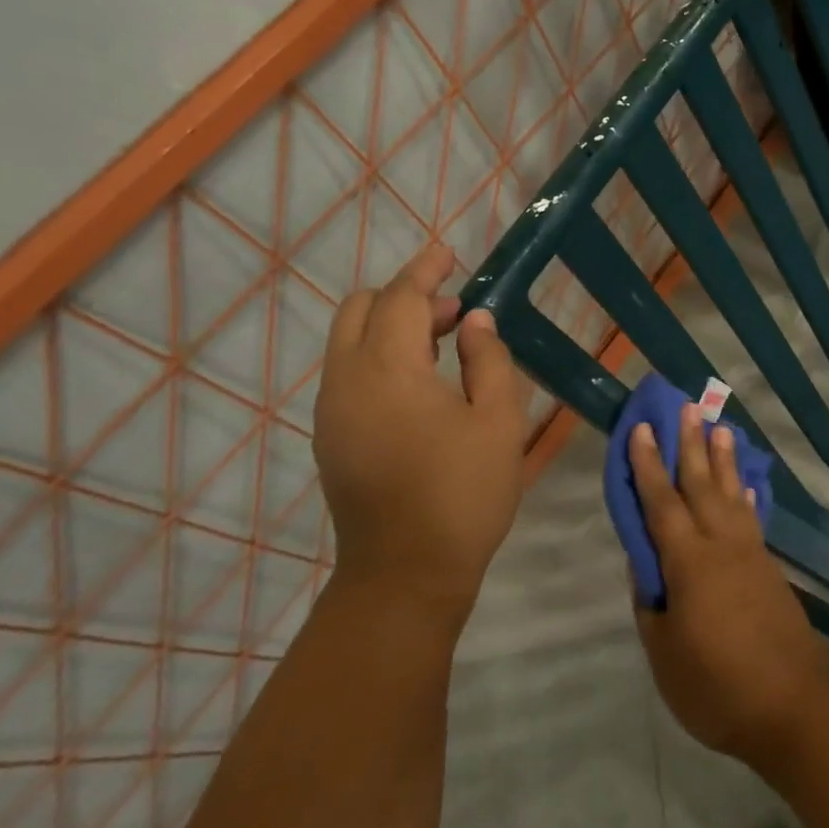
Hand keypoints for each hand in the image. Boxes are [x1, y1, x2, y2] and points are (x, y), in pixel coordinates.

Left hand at [312, 244, 527, 636]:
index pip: (401, 298)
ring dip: (393, 328)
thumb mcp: (498, 421)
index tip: (449, 253)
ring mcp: (331, 410)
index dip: (426, 270)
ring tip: (445, 347)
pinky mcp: (330, 437)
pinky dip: (379, 357)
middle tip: (455, 313)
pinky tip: (420, 385)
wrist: (405, 574)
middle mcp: (347, 380)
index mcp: (388, 370)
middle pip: (361, 310)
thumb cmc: (463, 493)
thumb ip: (488, 359)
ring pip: (350, 341)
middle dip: (405, 296)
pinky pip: (348, 373)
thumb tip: (474, 322)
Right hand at [629, 404, 826, 766]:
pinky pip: (753, 518)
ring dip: (725, 460)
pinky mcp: (770, 568)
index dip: (648, 465)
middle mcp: (721, 545)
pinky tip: (749, 487)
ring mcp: (750, 554)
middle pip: (701, 485)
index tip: (643, 428)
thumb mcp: (665, 654)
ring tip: (721, 429)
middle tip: (688, 406)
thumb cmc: (718, 686)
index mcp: (688, 562)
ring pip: (732, 494)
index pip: (661, 503)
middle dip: (691, 444)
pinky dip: (748, 497)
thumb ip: (651, 604)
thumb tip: (644, 564)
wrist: (794, 705)